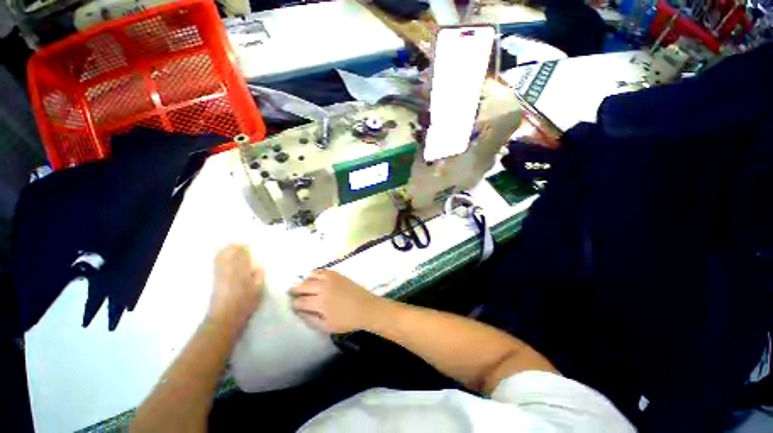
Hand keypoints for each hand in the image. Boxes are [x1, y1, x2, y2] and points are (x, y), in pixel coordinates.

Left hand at [208, 245, 265, 334]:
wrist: (225, 317)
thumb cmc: (245, 304)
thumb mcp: (259, 289)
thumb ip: (259, 275)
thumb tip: (257, 265)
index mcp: (242, 271)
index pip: (242, 254)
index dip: (245, 247)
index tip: (250, 245)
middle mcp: (228, 269)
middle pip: (229, 252)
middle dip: (235, 246)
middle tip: (242, 245)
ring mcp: (219, 273)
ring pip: (220, 256)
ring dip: (226, 250)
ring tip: (233, 248)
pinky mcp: (214, 279)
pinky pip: (216, 262)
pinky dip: (220, 256)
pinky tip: (224, 256)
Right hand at [290, 270, 382, 333]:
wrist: (366, 307)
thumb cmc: (347, 320)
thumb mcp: (327, 326)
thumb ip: (311, 319)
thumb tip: (300, 312)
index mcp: (320, 303)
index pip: (301, 302)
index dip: (295, 304)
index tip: (293, 305)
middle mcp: (323, 288)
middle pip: (303, 286)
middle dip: (295, 290)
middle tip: (291, 292)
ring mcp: (330, 279)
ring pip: (311, 276)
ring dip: (304, 281)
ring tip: (301, 285)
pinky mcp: (337, 274)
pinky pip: (322, 270)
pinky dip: (315, 273)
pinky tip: (312, 276)